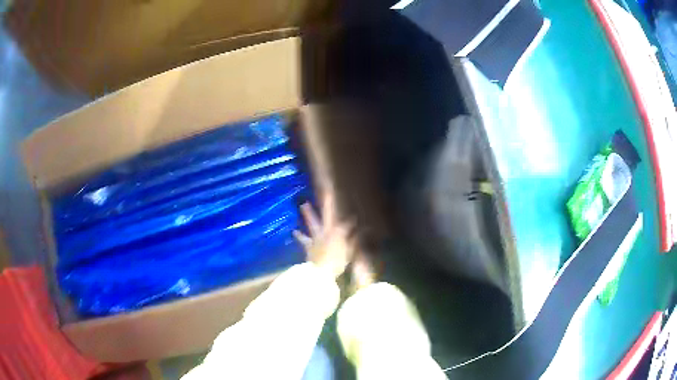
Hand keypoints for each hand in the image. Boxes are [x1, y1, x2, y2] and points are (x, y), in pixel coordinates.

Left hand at [294, 193, 355, 278]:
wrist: (320, 272)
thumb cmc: (337, 263)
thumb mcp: (349, 253)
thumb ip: (353, 241)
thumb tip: (361, 232)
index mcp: (338, 233)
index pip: (347, 224)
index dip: (352, 221)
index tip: (356, 218)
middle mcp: (326, 231)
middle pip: (327, 215)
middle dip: (328, 203)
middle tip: (326, 191)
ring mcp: (316, 238)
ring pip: (312, 222)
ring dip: (308, 214)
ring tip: (303, 204)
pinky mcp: (308, 246)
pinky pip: (303, 239)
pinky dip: (299, 235)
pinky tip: (294, 231)